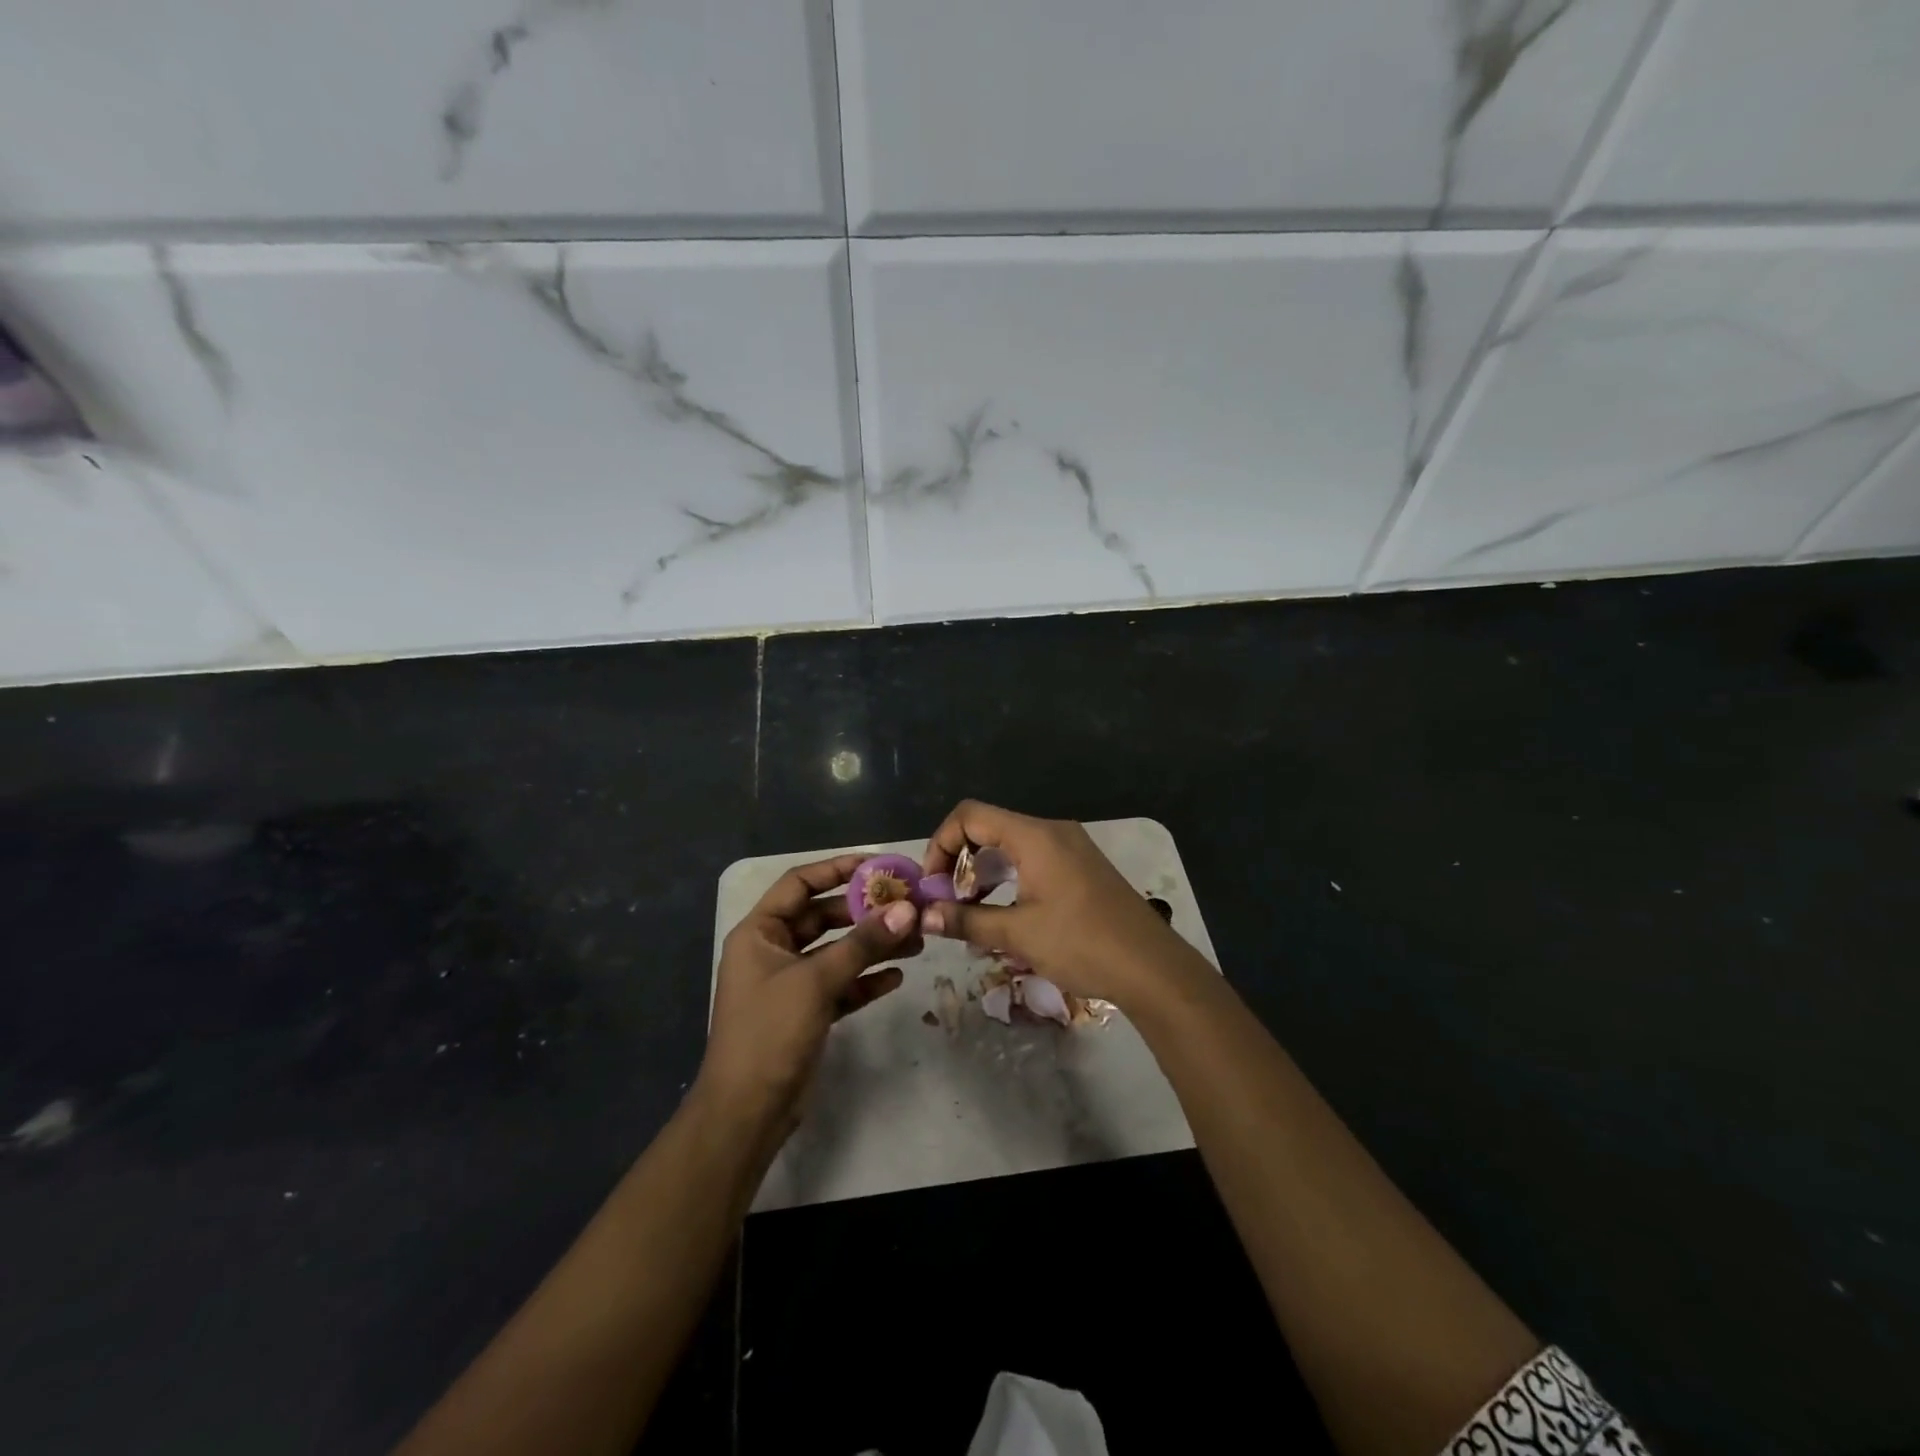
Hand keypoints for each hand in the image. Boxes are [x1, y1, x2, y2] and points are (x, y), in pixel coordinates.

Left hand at [699, 854, 921, 1130]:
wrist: (746, 1113)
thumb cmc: (770, 1033)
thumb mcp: (817, 981)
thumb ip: (863, 944)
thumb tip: (907, 910)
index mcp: (760, 933)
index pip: (800, 884)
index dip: (837, 869)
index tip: (878, 866)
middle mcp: (773, 951)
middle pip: (824, 917)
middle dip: (865, 912)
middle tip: (908, 906)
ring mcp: (790, 983)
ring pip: (837, 952)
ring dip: (873, 946)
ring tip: (917, 940)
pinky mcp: (806, 1013)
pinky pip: (841, 985)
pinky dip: (866, 980)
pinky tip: (897, 977)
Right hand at [918, 800, 1199, 1007]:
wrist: (1152, 967)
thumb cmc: (1082, 943)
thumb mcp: (1018, 934)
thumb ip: (967, 920)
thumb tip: (924, 916)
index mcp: (1034, 835)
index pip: (970, 816)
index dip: (941, 843)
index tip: (933, 884)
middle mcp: (1052, 831)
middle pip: (989, 827)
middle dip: (960, 861)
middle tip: (949, 901)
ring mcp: (1071, 847)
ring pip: (1011, 845)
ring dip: (985, 872)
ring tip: (972, 911)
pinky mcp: (1082, 867)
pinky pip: (1033, 858)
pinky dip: (1010, 877)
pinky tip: (1006, 913)